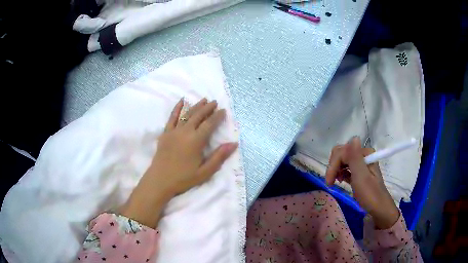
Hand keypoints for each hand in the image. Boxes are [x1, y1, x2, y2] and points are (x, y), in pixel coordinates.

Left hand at [121, 98, 237, 227]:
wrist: (160, 180)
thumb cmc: (183, 178)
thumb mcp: (205, 172)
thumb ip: (219, 157)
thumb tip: (234, 144)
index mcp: (196, 141)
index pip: (209, 124)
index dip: (217, 116)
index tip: (223, 110)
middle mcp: (185, 132)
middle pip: (198, 116)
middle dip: (208, 108)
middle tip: (215, 102)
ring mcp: (174, 131)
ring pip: (186, 114)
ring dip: (196, 106)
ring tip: (203, 100)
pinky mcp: (165, 133)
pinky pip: (172, 117)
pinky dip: (177, 108)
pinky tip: (182, 101)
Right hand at [325, 137, 399, 228]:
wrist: (378, 209)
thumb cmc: (369, 194)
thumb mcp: (361, 176)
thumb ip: (355, 158)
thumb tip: (353, 137)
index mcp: (365, 153)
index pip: (343, 152)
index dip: (334, 165)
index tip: (329, 182)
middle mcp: (363, 155)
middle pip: (342, 154)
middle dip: (334, 167)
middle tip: (330, 182)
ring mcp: (361, 163)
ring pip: (342, 161)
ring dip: (336, 170)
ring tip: (334, 183)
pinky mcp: (359, 172)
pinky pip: (346, 167)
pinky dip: (341, 173)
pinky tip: (341, 181)